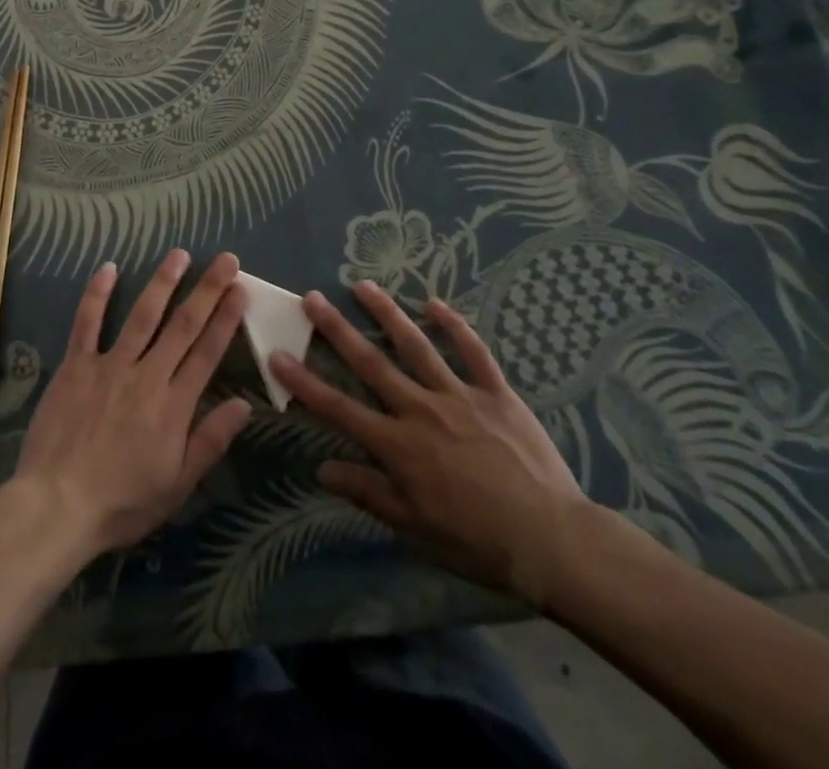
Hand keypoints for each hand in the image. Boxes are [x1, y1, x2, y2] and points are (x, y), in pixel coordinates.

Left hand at [11, 250, 251, 559]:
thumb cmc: (121, 503)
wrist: (56, 506)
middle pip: (183, 326)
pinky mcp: (76, 366)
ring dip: (162, 282)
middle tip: (226, 259)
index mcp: (173, 405)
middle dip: (207, 290)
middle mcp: (146, 376)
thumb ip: (210, 441)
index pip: (207, 352)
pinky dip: (96, 295)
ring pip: (142, 315)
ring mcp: (109, 366)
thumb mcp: (177, 485)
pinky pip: (87, 324)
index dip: (226, 319)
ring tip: (179, 254)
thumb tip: (244, 405)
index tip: (240, 290)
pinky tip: (108, 268)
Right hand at [270, 280, 593, 606]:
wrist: (551, 540)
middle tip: (312, 298)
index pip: (339, 408)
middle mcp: (421, 409)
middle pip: (371, 363)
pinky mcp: (495, 392)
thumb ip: (368, 492)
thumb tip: (322, 466)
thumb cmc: (477, 541)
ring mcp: (459, 395)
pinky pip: (473, 352)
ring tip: (363, 285)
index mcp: (398, 445)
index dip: (305, 380)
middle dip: (337, 330)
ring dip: (387, 313)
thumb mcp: (415, 528)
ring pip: (416, 345)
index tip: (277, 353)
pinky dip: (454, 326)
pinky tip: (435, 303)